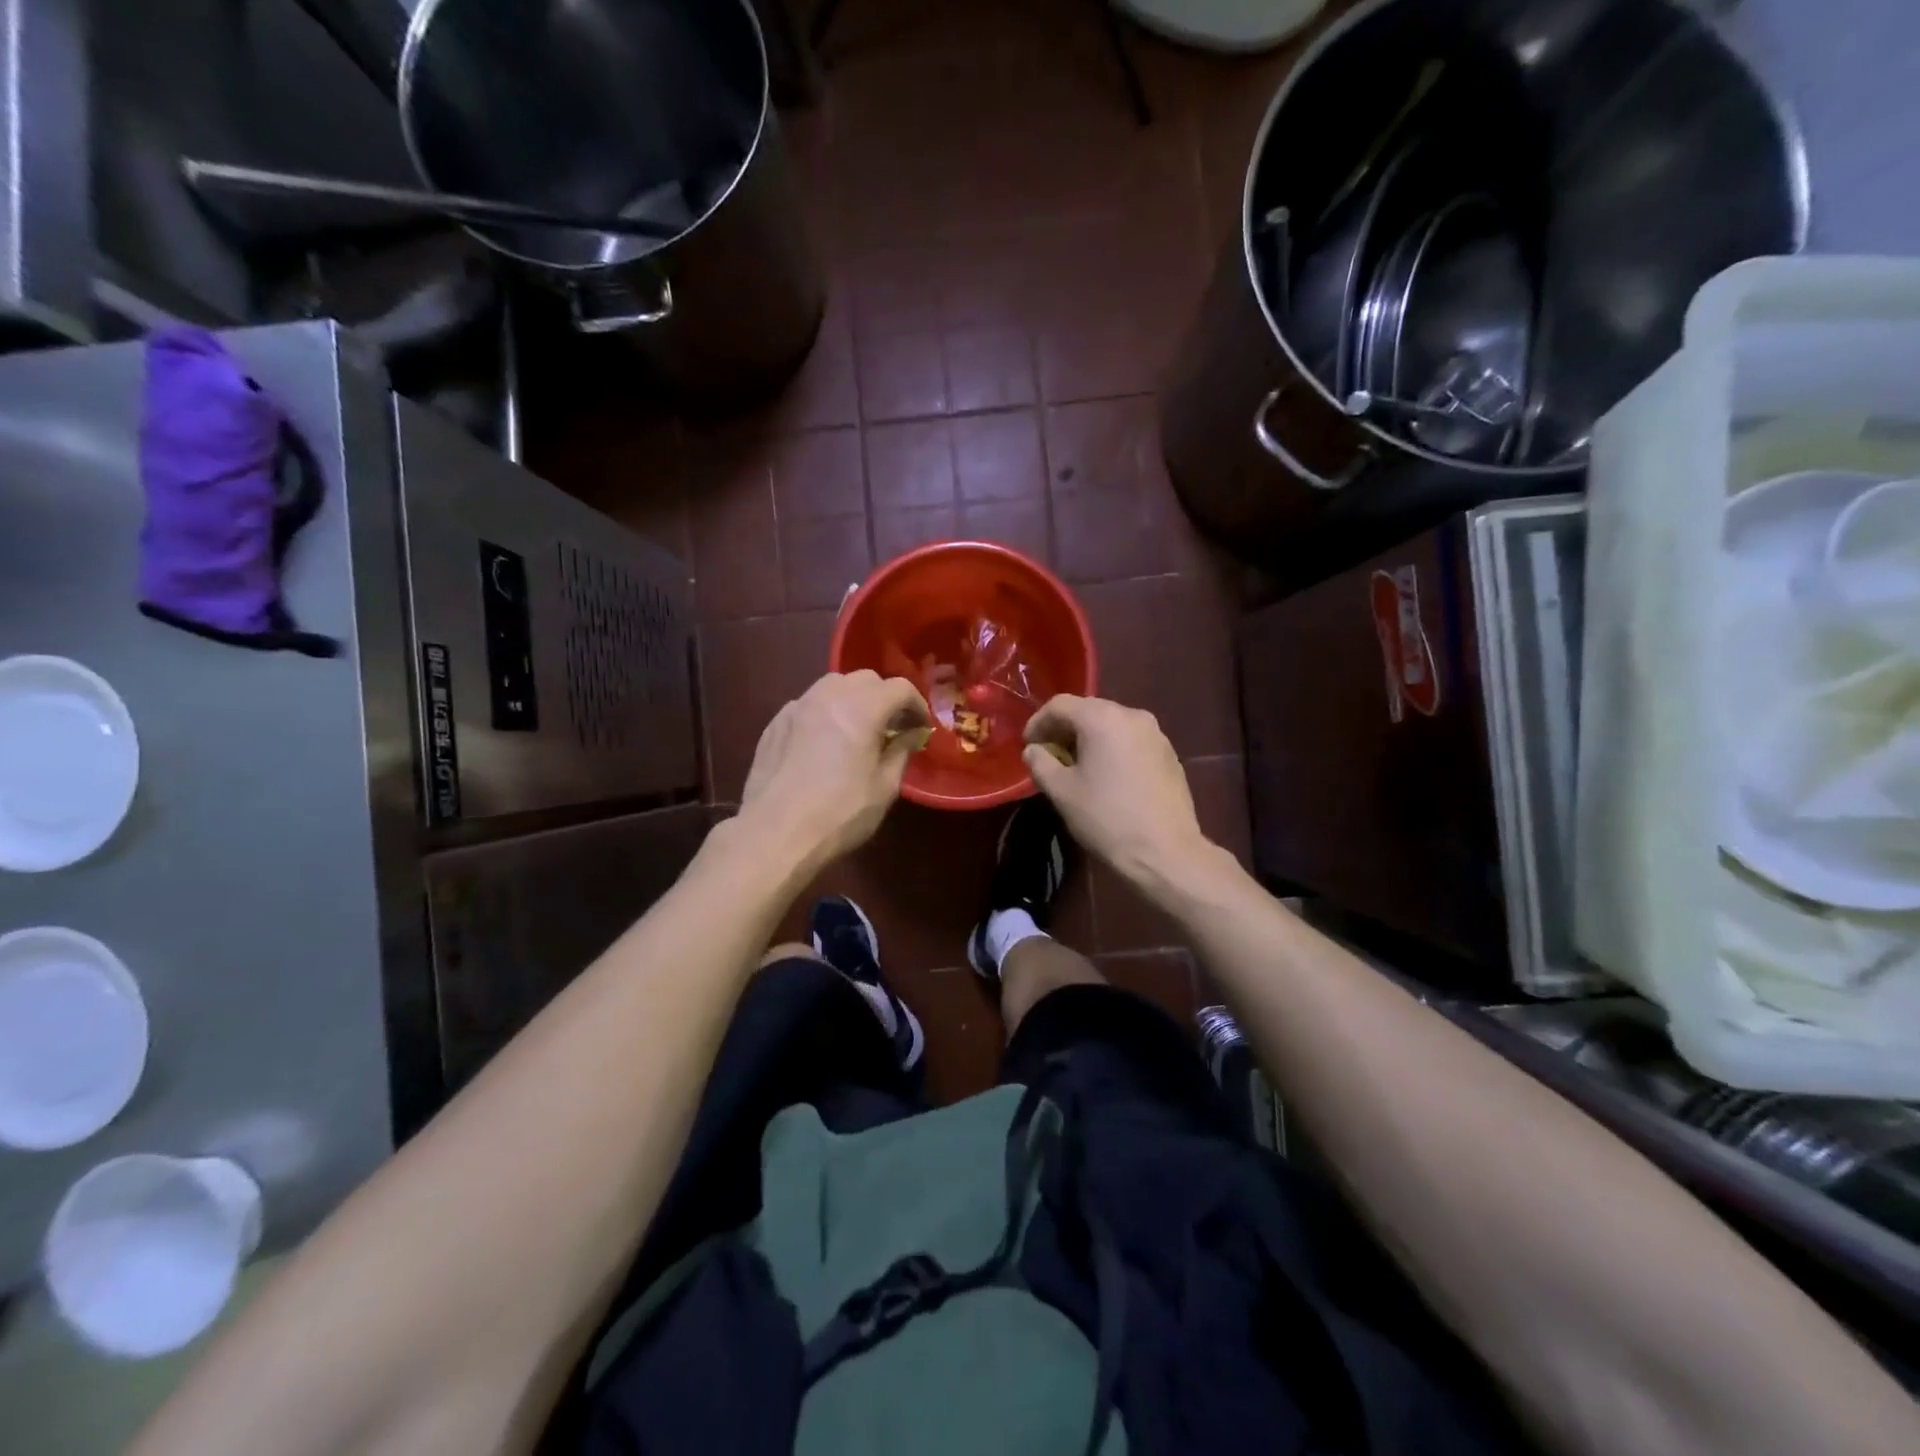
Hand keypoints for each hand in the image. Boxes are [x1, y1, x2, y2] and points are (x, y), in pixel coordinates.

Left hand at [740, 671, 931, 868]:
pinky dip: (825, 711)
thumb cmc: (838, 814)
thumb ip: (900, 753)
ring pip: (833, 685)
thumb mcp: (884, 789)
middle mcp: (828, 697)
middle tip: (892, 726)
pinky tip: (825, 741)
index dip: (916, 704)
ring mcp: (797, 707)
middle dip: (884, 697)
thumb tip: (909, 736)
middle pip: (865, 679)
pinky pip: (808, 704)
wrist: (774, 834)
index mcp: (861, 709)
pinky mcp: (775, 723)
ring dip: (853, 698)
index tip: (921, 727)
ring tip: (858, 728)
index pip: (898, 687)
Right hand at [1023, 695, 1209, 883]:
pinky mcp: (1169, 753)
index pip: (1060, 705)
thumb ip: (1040, 763)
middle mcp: (1132, 715)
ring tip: (1076, 766)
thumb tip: (1034, 750)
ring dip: (1089, 739)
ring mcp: (1155, 734)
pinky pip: (1131, 740)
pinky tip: (1106, 776)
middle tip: (1048, 755)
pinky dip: (1112, 748)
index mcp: (1102, 718)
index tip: (1028, 746)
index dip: (1038, 722)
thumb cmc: (1106, 818)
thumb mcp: (1061, 792)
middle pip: (1088, 710)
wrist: (1165, 852)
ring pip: (1111, 724)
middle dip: (1064, 729)